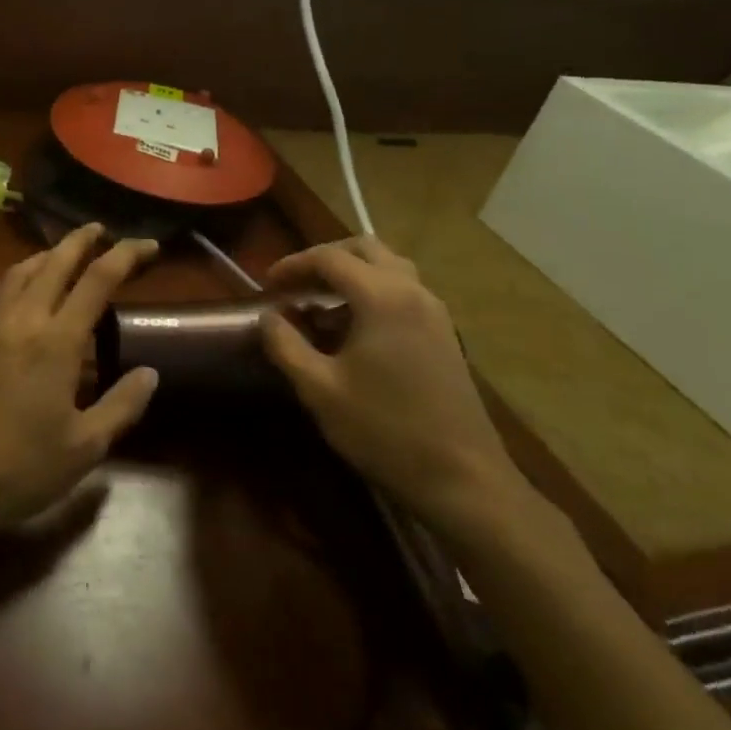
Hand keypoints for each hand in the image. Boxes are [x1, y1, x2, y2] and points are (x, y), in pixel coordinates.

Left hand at [0, 223, 160, 530]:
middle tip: (101, 230)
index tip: (147, 245)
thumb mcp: (85, 446)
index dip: (126, 255)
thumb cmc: (22, 466)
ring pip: (20, 271)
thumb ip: (122, 405)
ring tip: (63, 254)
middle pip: (54, 262)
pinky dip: (18, 279)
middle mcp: (23, 319)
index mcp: (57, 340)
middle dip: (81, 240)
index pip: (97, 280)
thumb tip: (149, 373)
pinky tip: (22, 293)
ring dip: (46, 254)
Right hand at [261, 237, 522, 537]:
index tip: (267, 284)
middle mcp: (413, 293)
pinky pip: (404, 293)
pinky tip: (353, 331)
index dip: (293, 264)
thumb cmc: (384, 430)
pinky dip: (373, 294)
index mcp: (382, 298)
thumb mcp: (319, 389)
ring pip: (390, 268)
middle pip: (366, 249)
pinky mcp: (445, 336)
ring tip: (321, 304)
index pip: (330, 258)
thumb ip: (286, 345)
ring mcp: (435, 314)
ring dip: (352, 274)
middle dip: (326, 259)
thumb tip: (268, 317)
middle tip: (296, 284)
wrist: (463, 480)